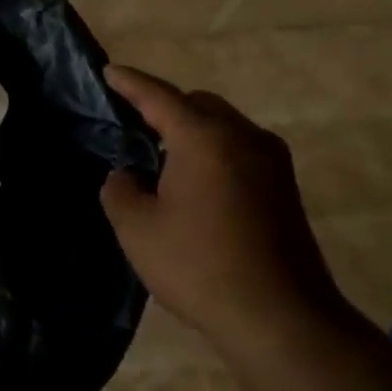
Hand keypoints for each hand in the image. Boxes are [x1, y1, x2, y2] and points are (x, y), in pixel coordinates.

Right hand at [100, 64, 341, 339]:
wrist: (280, 319)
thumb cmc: (198, 265)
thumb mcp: (135, 227)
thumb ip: (120, 188)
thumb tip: (129, 175)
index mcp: (205, 139)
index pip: (159, 97)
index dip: (129, 83)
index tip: (107, 71)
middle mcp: (244, 138)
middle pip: (198, 104)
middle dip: (164, 105)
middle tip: (130, 122)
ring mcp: (272, 163)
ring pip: (223, 126)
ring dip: (191, 129)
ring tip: (158, 152)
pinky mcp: (284, 189)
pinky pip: (238, 149)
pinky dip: (211, 149)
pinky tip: (190, 178)